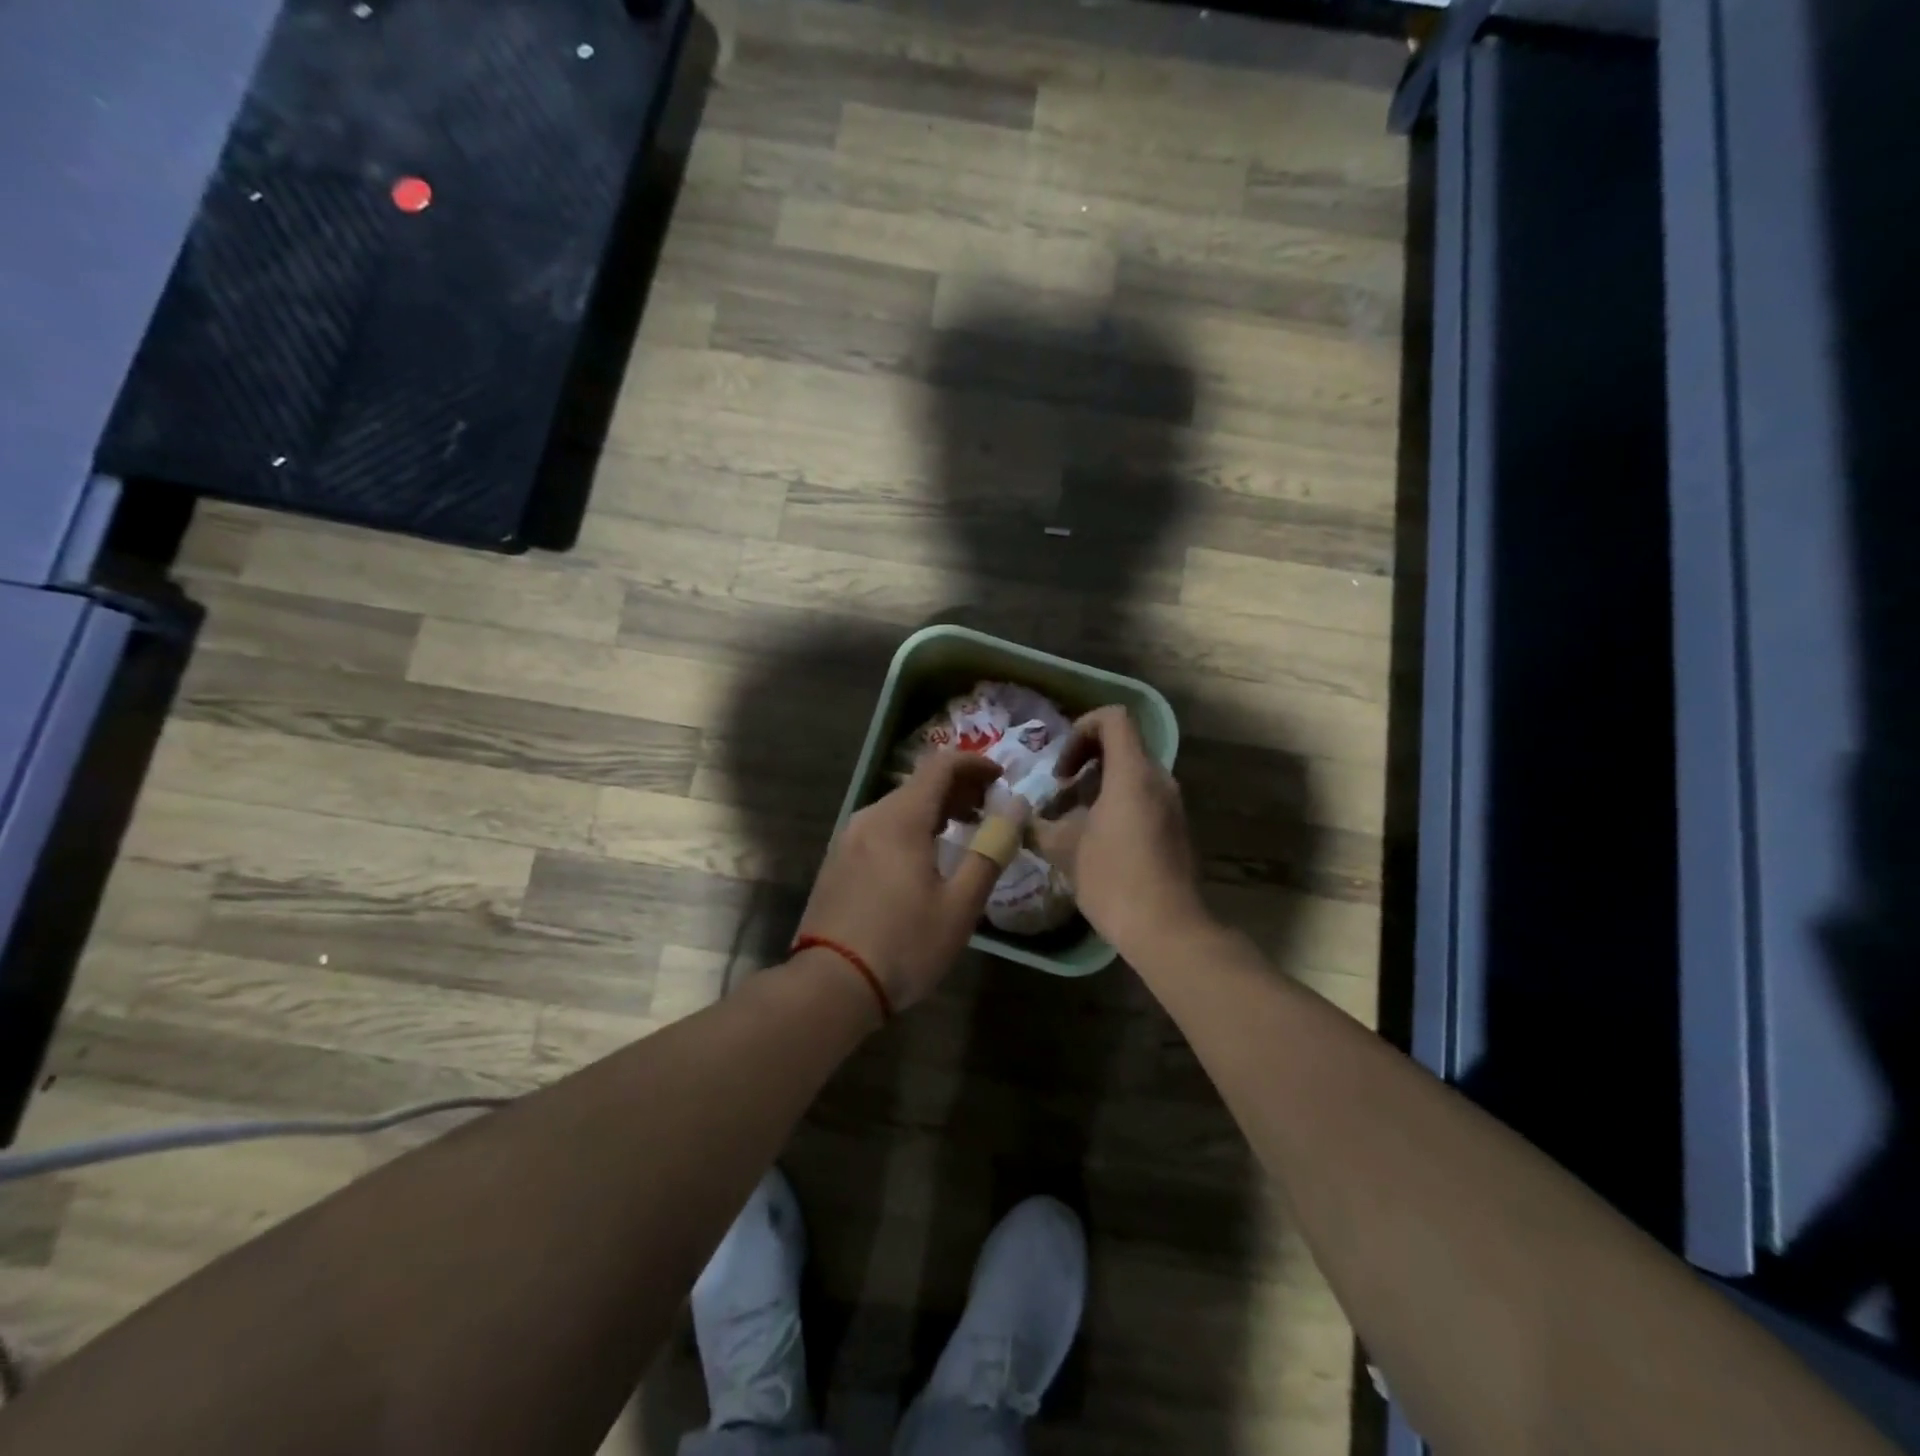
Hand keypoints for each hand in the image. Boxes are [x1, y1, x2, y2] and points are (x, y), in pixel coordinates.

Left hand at [795, 751, 1004, 1009]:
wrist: (832, 985)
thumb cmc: (905, 945)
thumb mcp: (960, 905)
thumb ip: (990, 851)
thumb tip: (1016, 808)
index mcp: (901, 818)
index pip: (941, 765)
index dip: (975, 763)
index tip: (1002, 777)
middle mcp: (870, 817)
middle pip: (919, 784)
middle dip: (959, 788)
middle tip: (990, 809)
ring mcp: (848, 838)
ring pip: (899, 806)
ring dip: (935, 809)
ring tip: (962, 832)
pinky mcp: (838, 860)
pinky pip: (881, 828)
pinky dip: (910, 827)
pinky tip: (924, 857)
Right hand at [1031, 707, 1209, 958]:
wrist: (1167, 928)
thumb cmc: (1113, 878)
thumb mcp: (1064, 850)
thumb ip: (1039, 824)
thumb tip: (1019, 817)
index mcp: (1133, 773)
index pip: (1114, 718)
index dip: (1082, 728)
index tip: (1062, 766)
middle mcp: (1158, 779)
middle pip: (1122, 746)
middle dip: (1085, 761)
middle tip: (1060, 791)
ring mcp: (1171, 805)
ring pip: (1132, 774)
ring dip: (1098, 786)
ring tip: (1070, 819)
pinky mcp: (1175, 828)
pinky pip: (1143, 798)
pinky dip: (1117, 804)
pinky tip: (1094, 840)